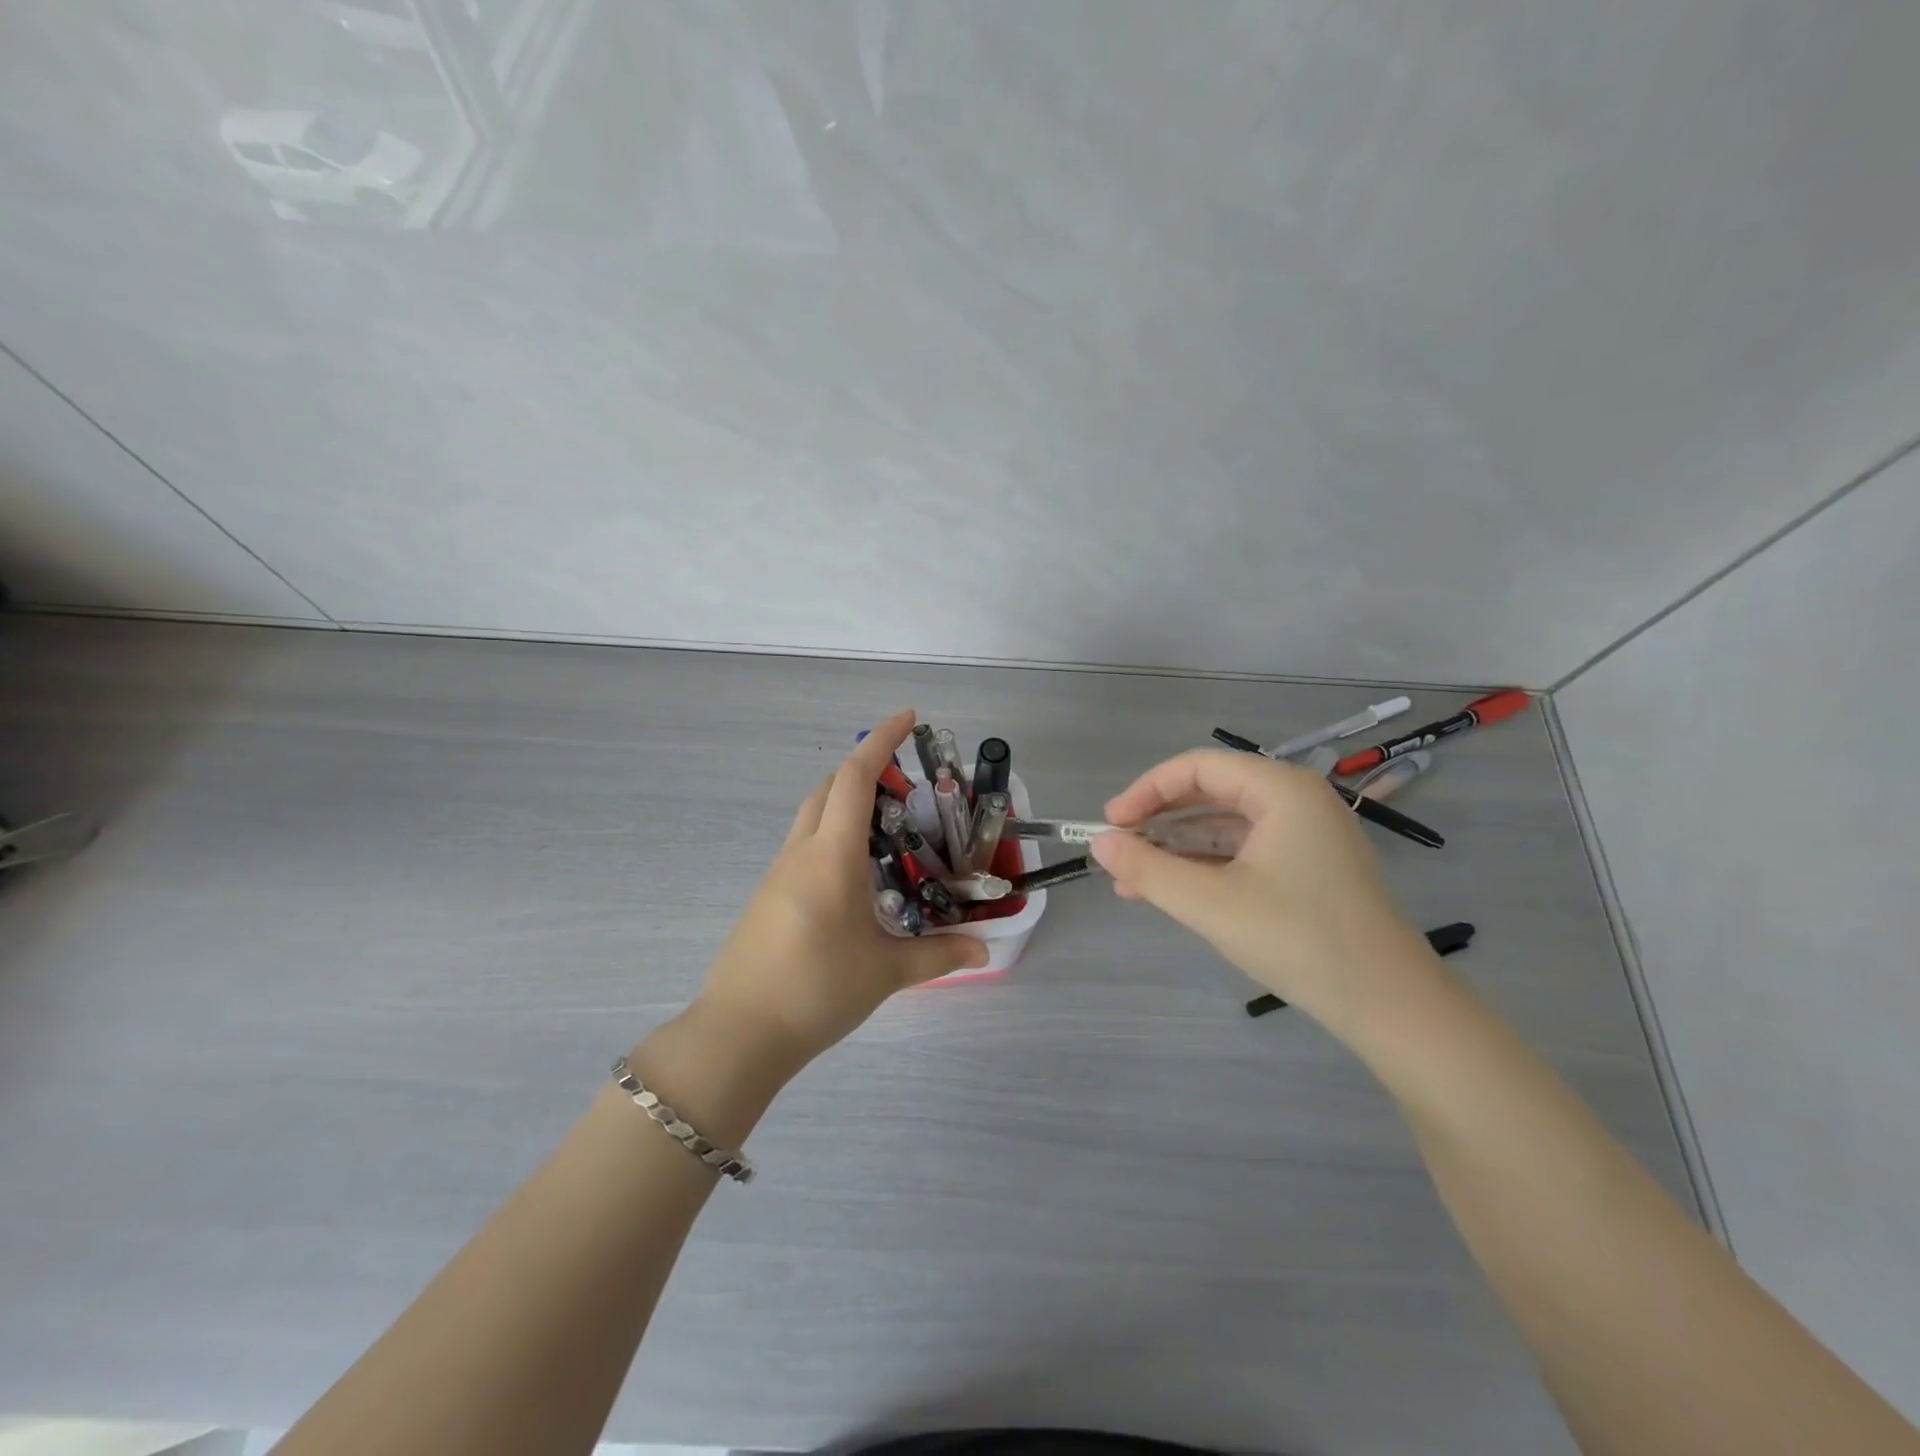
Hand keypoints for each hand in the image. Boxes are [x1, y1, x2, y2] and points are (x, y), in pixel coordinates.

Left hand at [690, 709, 988, 1072]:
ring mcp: (778, 872)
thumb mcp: (886, 972)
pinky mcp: (768, 895)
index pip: (855, 778)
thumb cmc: (816, 990)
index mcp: (832, 856)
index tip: (908, 717)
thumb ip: (939, 955)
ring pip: (812, 815)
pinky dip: (832, 835)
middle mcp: (801, 852)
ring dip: (846, 803)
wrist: (738, 1033)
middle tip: (906, 784)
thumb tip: (984, 950)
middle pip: (828, 787)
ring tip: (888, 829)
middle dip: (864, 769)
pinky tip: (856, 874)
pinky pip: (803, 845)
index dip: (881, 740)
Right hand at [1090, 749, 1437, 1037]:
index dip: (1147, 790)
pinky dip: (1206, 867)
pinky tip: (1172, 892)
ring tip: (1132, 879)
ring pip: (1225, 826)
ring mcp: (1306, 835)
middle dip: (1160, 821)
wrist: (1390, 1005)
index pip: (1198, 767)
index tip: (1111, 823)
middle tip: (1118, 848)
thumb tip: (1099, 844)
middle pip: (1211, 792)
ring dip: (1178, 849)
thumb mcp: (1210, 904)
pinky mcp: (1309, 867)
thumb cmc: (1298, 939)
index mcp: (1281, 790)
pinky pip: (1244, 851)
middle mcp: (1297, 800)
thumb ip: (1148, 870)